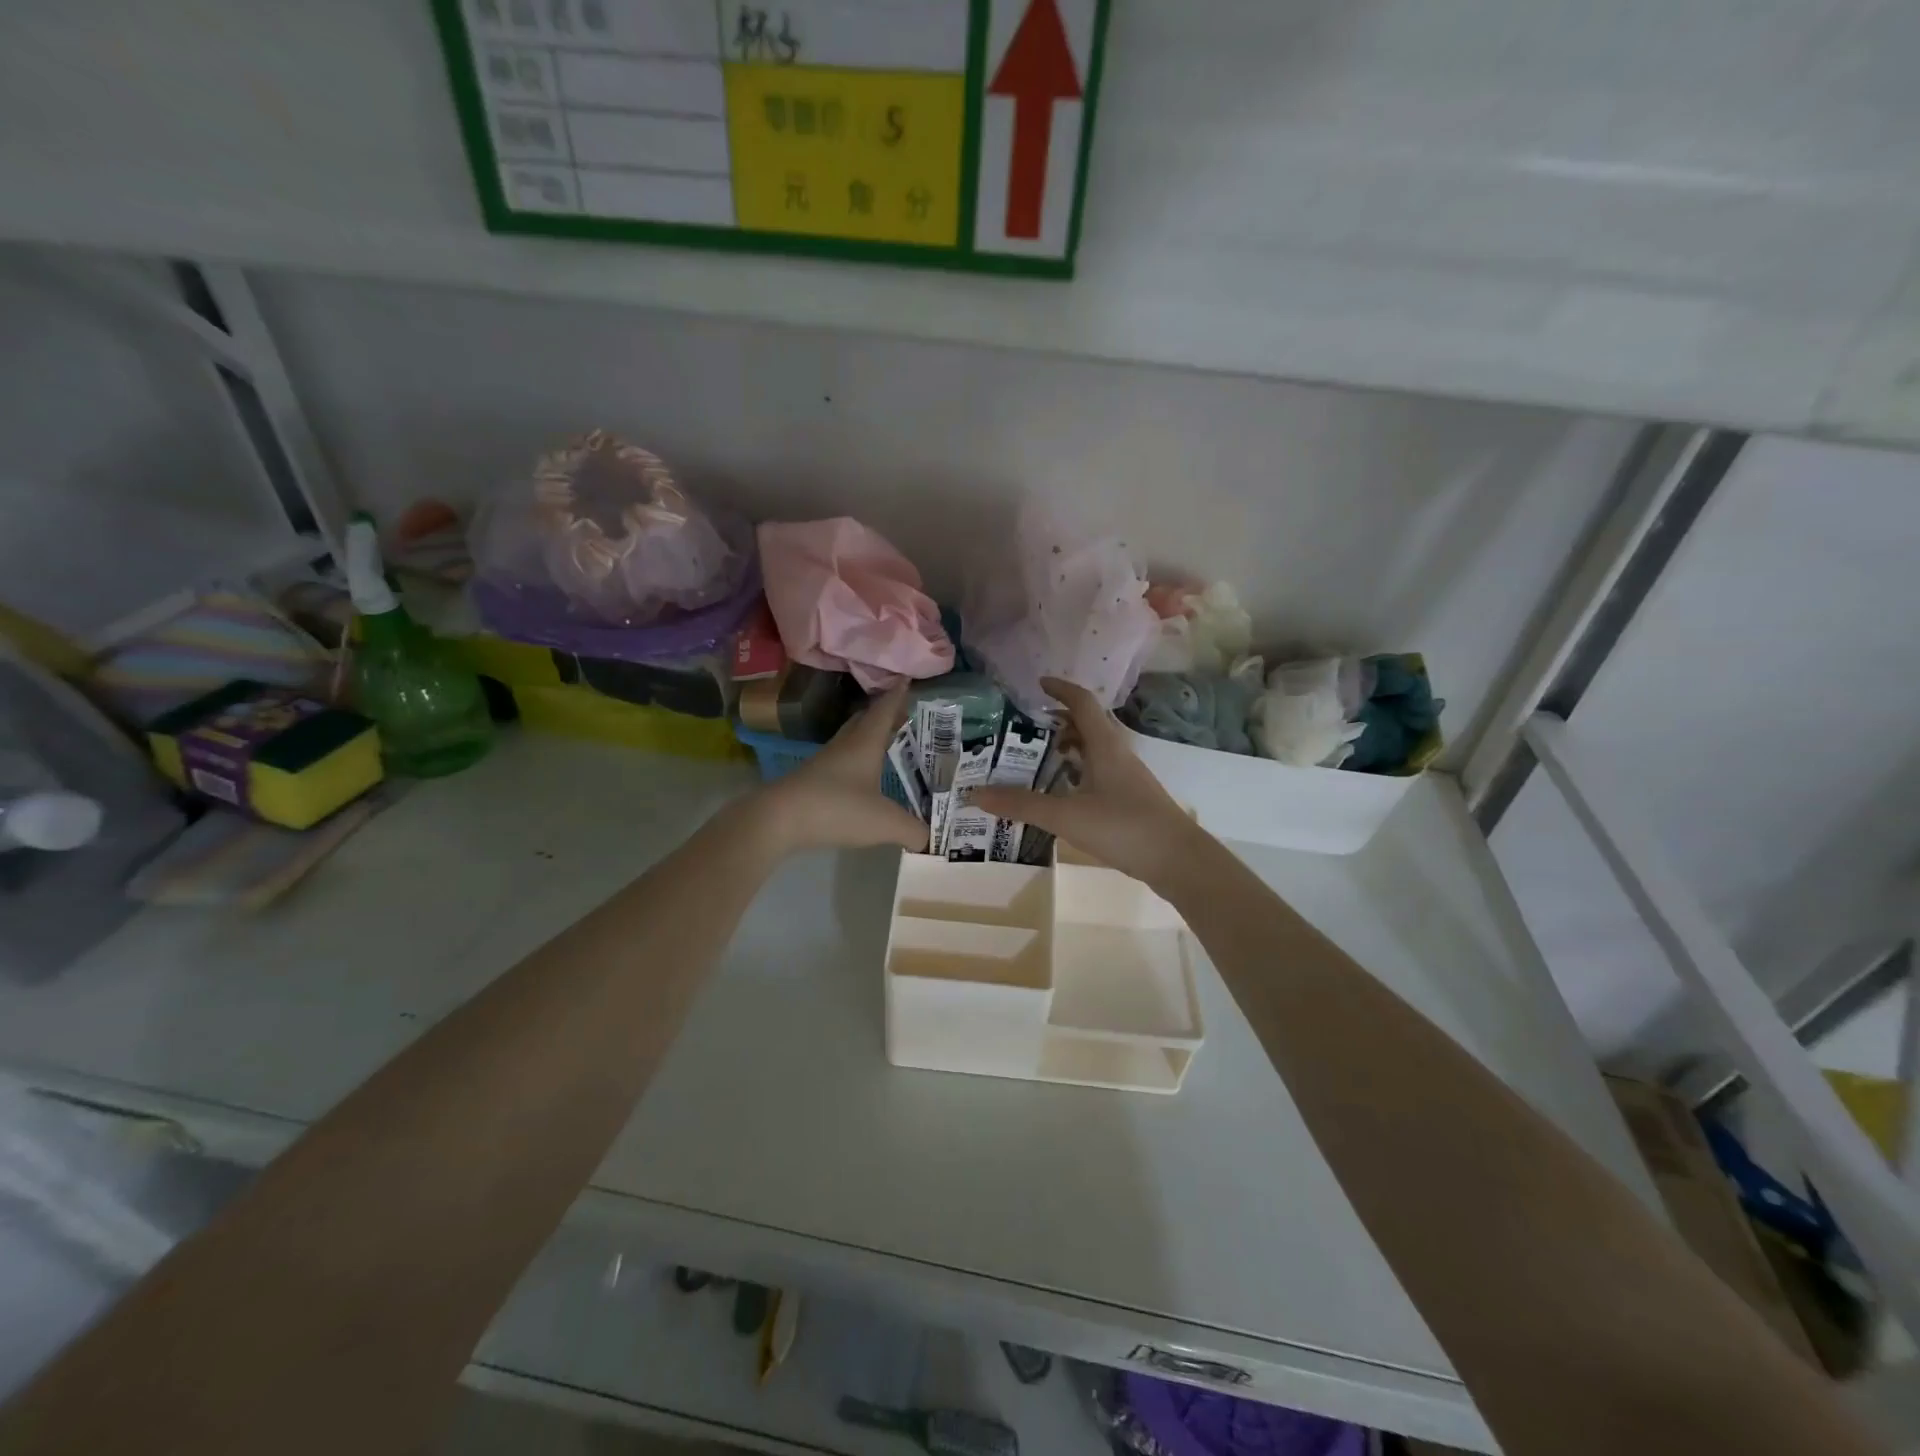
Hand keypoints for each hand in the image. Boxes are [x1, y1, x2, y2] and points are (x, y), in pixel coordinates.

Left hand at [755, 687, 927, 854]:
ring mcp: (825, 762)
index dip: (898, 695)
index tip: (906, 679)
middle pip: (865, 720)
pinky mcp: (812, 781)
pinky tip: (862, 777)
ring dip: (868, 737)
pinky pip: (841, 762)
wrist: (779, 820)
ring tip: (886, 744)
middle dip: (884, 715)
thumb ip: (913, 830)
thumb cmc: (837, 808)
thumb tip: (930, 839)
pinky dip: (856, 762)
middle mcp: (845, 745)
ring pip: (851, 740)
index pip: (885, 710)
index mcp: (865, 742)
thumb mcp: (885, 822)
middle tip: (903, 715)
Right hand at [972, 677, 1203, 887]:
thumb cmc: (1123, 827)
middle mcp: (1118, 753)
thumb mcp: (1067, 816)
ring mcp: (1127, 776)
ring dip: (1068, 747)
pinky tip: (1062, 792)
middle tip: (1025, 729)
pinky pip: (1099, 771)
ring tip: (1036, 759)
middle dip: (1057, 721)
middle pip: (1088, 724)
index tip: (1036, 685)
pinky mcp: (1131, 798)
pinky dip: (1077, 771)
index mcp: (1105, 745)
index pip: (1082, 702)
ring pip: (1094, 749)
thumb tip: (976, 794)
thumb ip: (1022, 805)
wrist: (1178, 860)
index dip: (1060, 689)